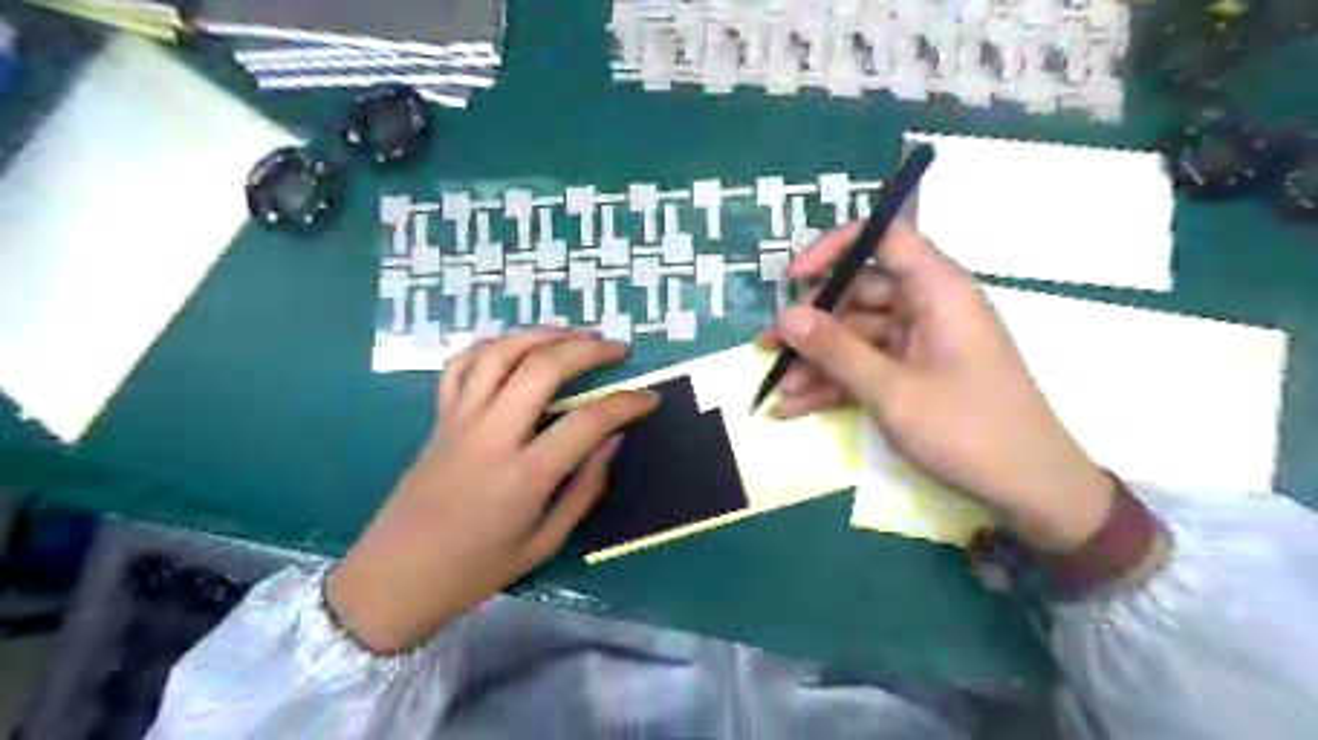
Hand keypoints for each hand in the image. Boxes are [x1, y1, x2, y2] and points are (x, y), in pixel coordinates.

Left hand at [326, 331, 654, 652]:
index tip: (649, 398)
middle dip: (588, 349)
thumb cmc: (476, 570)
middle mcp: (492, 435)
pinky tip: (518, 347)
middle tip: (617, 350)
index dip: (626, 403)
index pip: (587, 421)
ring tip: (574, 335)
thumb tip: (612, 441)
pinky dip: (493, 346)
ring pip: (500, 353)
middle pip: (543, 368)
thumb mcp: (545, 542)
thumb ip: (585, 488)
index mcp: (524, 475)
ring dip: (542, 335)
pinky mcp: (439, 417)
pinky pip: (462, 365)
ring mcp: (460, 420)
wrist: (395, 577)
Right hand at [763, 224, 1108, 551]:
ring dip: (817, 363)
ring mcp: (920, 343)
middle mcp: (928, 307)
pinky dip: (835, 385)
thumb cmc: (966, 429)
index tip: (792, 279)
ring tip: (778, 389)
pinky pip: (867, 367)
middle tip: (769, 348)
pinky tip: (795, 408)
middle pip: (859, 296)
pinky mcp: (915, 374)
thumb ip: (836, 350)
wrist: (1029, 489)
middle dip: (812, 325)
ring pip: (856, 337)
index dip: (834, 249)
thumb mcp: (891, 390)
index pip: (885, 239)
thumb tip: (785, 315)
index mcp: (937, 290)